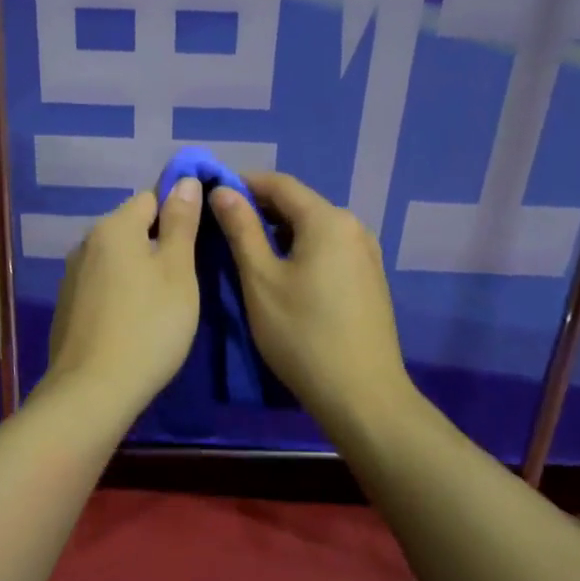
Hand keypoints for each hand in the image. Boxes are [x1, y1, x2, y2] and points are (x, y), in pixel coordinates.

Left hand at [45, 180, 202, 413]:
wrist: (92, 391)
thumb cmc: (148, 325)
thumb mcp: (178, 271)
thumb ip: (181, 223)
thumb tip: (184, 180)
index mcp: (114, 227)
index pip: (151, 197)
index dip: (178, 211)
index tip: (198, 239)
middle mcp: (86, 243)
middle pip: (131, 227)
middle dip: (158, 243)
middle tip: (185, 278)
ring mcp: (72, 276)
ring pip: (116, 258)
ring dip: (139, 269)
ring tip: (162, 303)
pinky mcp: (67, 306)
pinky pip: (102, 285)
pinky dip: (120, 293)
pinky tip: (133, 322)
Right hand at [208, 172, 413, 423]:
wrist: (364, 397)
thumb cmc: (303, 335)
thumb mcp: (260, 279)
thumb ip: (240, 229)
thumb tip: (221, 191)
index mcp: (328, 220)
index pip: (278, 183)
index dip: (242, 183)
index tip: (210, 194)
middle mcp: (352, 226)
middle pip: (298, 203)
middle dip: (259, 207)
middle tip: (222, 225)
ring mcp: (366, 253)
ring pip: (313, 226)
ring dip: (278, 230)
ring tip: (246, 249)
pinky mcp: (369, 278)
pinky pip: (328, 247)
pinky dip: (300, 248)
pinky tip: (282, 272)